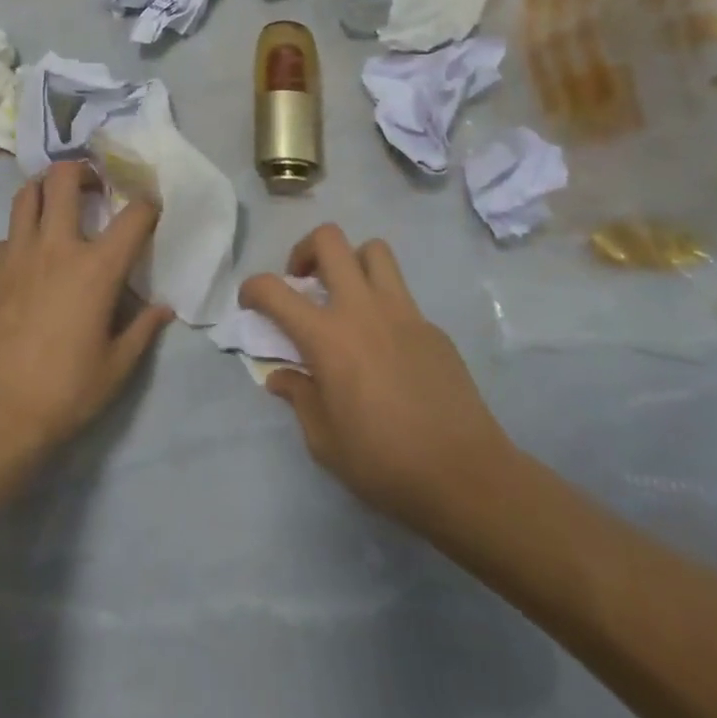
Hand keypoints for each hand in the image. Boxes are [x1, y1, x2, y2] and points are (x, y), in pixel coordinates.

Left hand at [0, 162, 172, 477]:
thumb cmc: (64, 393)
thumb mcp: (116, 368)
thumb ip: (142, 330)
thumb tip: (163, 308)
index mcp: (96, 268)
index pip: (133, 217)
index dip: (148, 205)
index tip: (151, 207)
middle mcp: (56, 247)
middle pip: (64, 179)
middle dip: (83, 171)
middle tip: (93, 187)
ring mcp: (15, 254)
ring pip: (26, 195)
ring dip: (45, 190)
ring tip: (57, 206)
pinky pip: (6, 236)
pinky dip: (21, 236)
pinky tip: (27, 262)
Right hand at [239, 224, 519, 540]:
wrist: (465, 476)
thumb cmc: (384, 463)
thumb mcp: (324, 441)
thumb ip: (299, 398)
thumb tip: (282, 377)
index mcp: (327, 337)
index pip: (274, 290)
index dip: (252, 288)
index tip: (250, 303)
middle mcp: (362, 310)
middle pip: (330, 240)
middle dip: (305, 251)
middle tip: (303, 284)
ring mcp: (403, 313)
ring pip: (374, 252)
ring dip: (351, 263)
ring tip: (346, 298)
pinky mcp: (432, 328)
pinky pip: (401, 296)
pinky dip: (383, 305)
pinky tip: (386, 348)